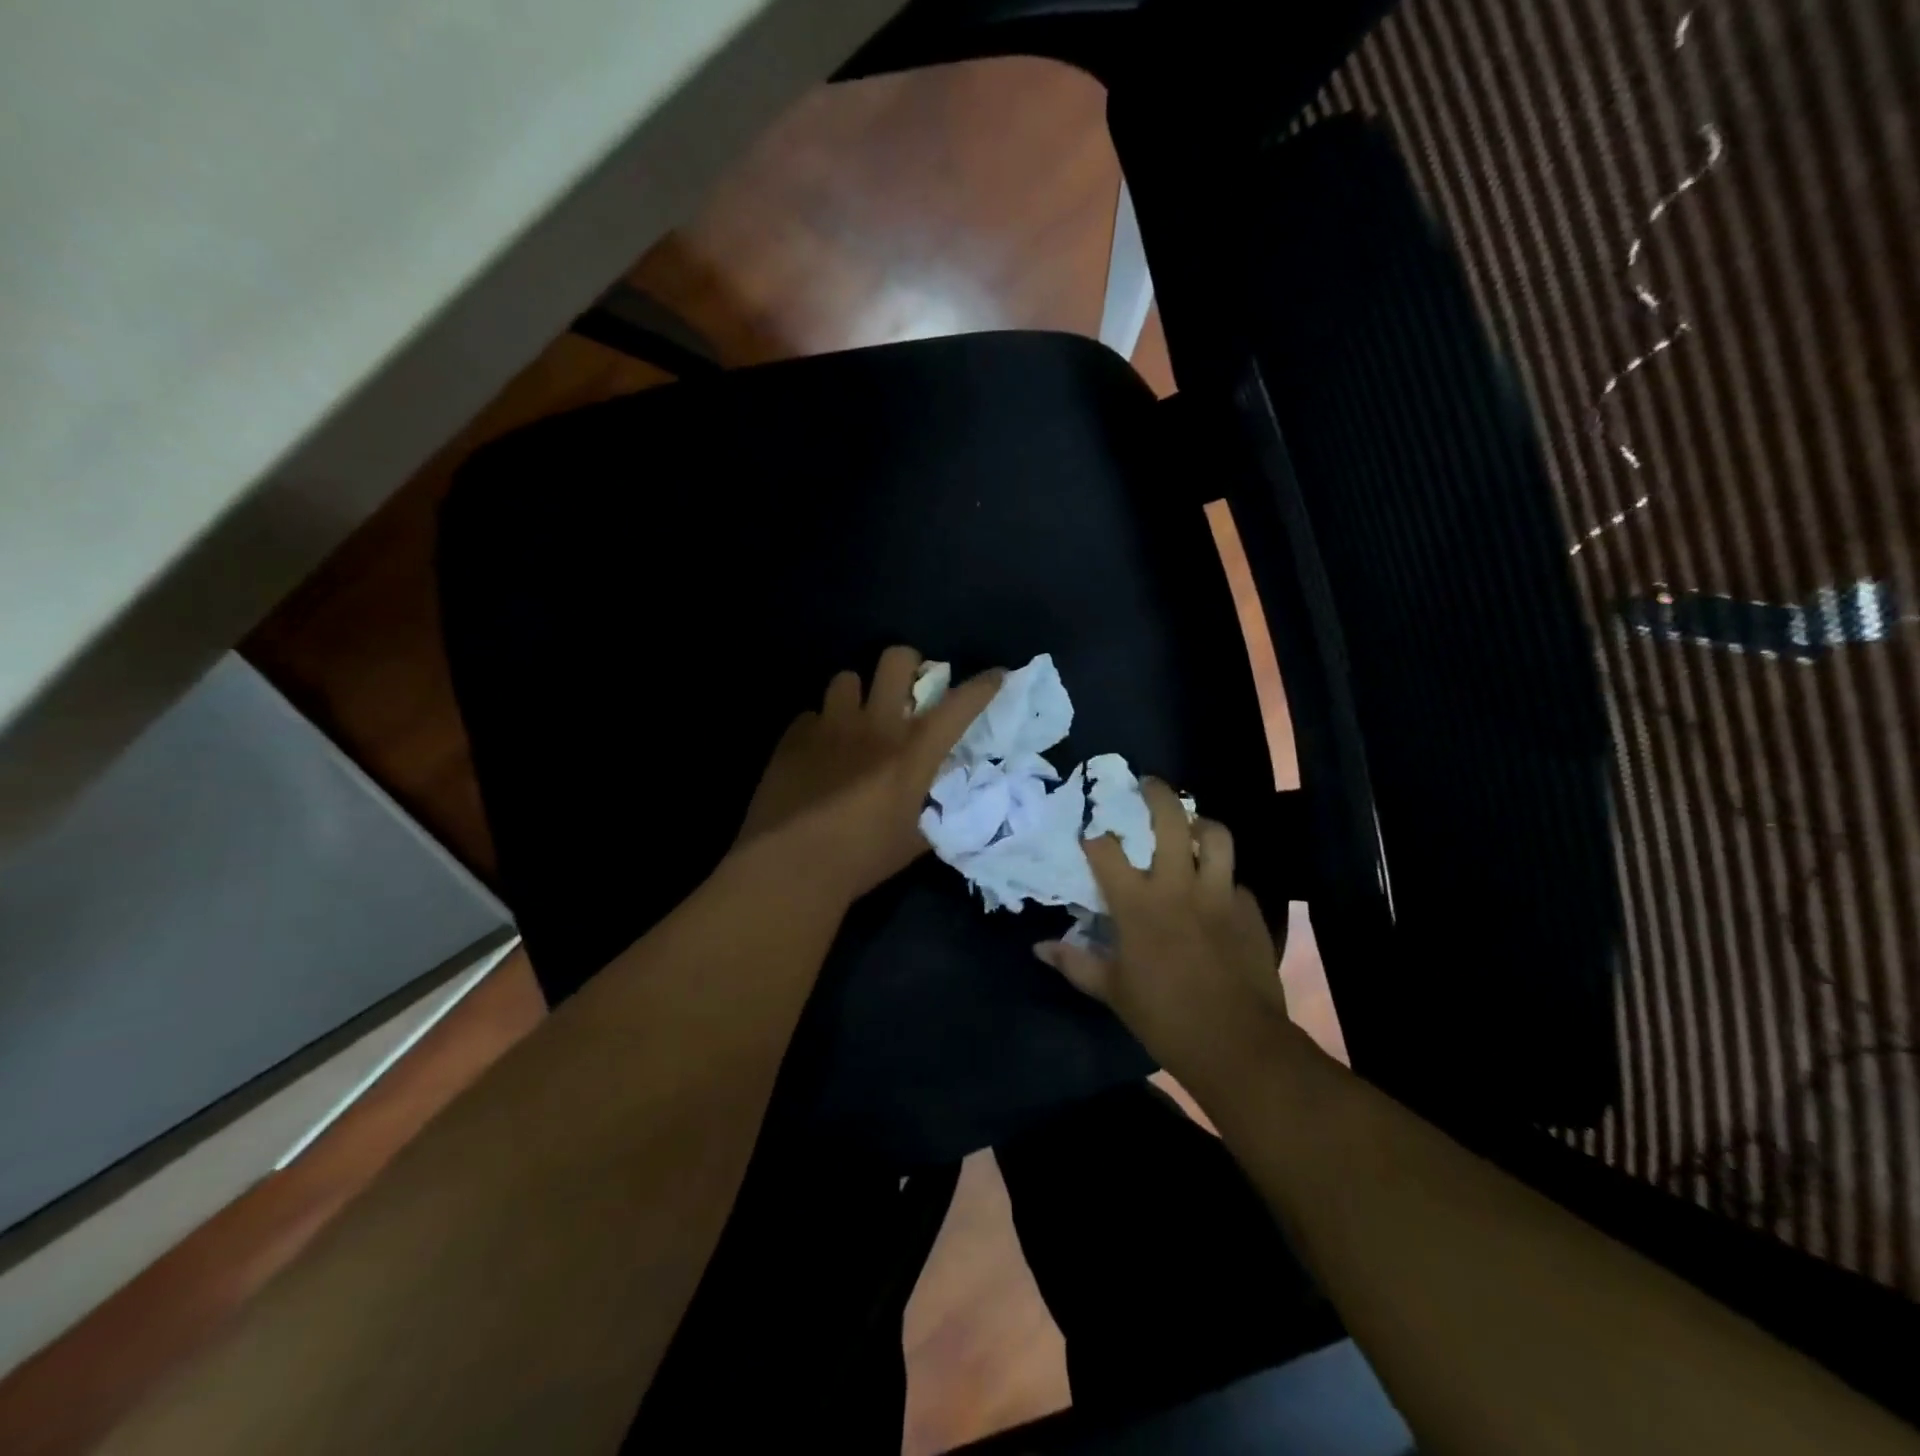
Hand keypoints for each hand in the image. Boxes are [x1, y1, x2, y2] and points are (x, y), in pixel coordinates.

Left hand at [737, 647, 1002, 903]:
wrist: (790, 867)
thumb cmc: (861, 858)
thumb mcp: (914, 841)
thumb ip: (932, 813)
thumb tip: (942, 804)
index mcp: (912, 752)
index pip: (959, 706)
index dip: (983, 686)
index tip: (996, 676)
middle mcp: (874, 725)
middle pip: (896, 660)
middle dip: (908, 665)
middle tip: (906, 689)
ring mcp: (830, 726)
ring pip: (846, 678)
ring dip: (857, 695)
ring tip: (854, 721)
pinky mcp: (793, 737)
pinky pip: (811, 714)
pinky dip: (820, 727)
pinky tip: (818, 752)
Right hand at [1034, 778, 1289, 1076]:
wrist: (1237, 1044)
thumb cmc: (1164, 1016)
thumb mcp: (1111, 991)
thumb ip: (1075, 963)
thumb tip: (1039, 947)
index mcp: (1138, 904)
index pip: (1107, 851)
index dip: (1095, 836)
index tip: (1090, 832)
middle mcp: (1178, 887)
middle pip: (1171, 821)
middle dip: (1157, 794)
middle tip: (1148, 784)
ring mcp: (1218, 895)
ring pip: (1216, 836)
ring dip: (1202, 824)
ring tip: (1192, 826)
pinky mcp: (1249, 910)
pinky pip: (1235, 878)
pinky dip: (1222, 875)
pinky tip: (1215, 888)